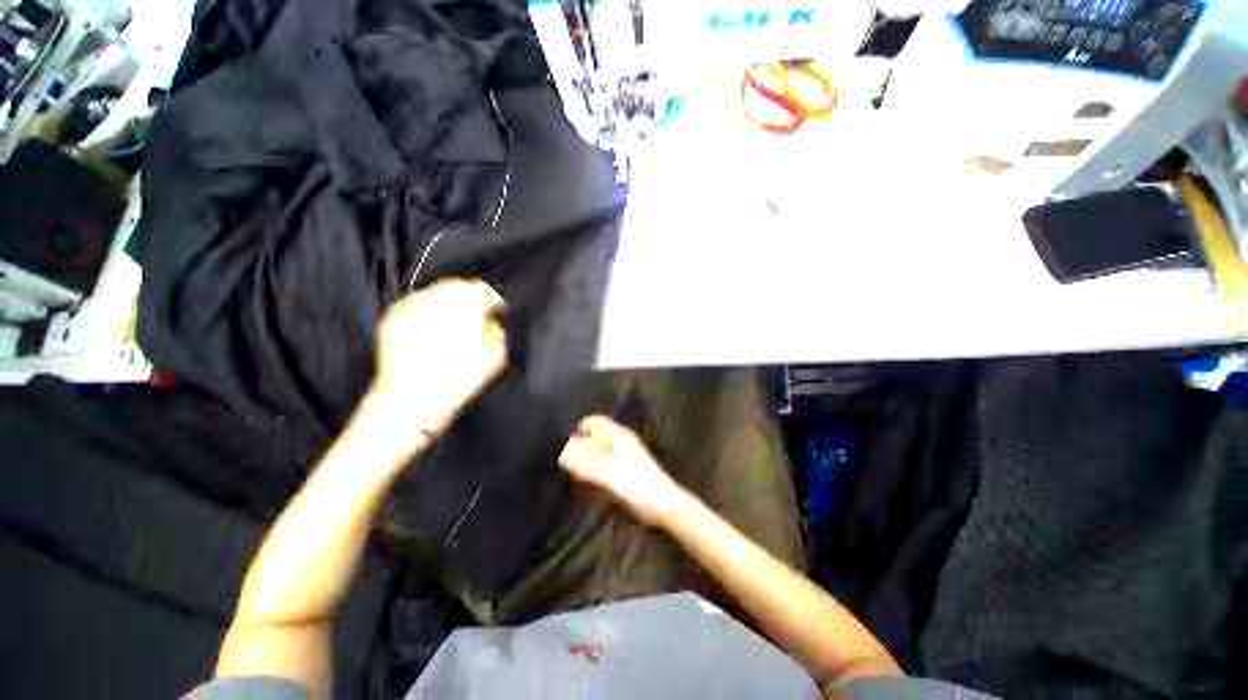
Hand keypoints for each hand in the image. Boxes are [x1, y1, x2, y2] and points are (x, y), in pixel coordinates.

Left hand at [371, 278, 507, 436]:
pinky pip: (419, 300)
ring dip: (453, 300)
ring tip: (457, 320)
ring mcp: (411, 306)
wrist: (411, 404)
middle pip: (461, 285)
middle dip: (473, 298)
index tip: (499, 314)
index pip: (486, 291)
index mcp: (463, 309)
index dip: (496, 302)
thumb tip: (495, 320)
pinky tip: (436, 325)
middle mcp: (435, 300)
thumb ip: (500, 332)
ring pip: (438, 290)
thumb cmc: (458, 382)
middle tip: (480, 316)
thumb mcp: (496, 359)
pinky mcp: (394, 315)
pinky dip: (431, 306)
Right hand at [559, 416, 685, 525]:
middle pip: (596, 436)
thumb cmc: (638, 486)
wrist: (664, 506)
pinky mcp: (626, 470)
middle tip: (566, 461)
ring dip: (586, 458)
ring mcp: (625, 456)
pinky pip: (604, 463)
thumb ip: (585, 463)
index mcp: (620, 436)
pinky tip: (588, 481)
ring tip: (574, 472)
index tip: (563, 444)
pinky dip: (594, 468)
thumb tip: (562, 451)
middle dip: (581, 445)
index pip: (595, 422)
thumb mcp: (608, 473)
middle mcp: (622, 442)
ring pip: (599, 450)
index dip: (580, 429)